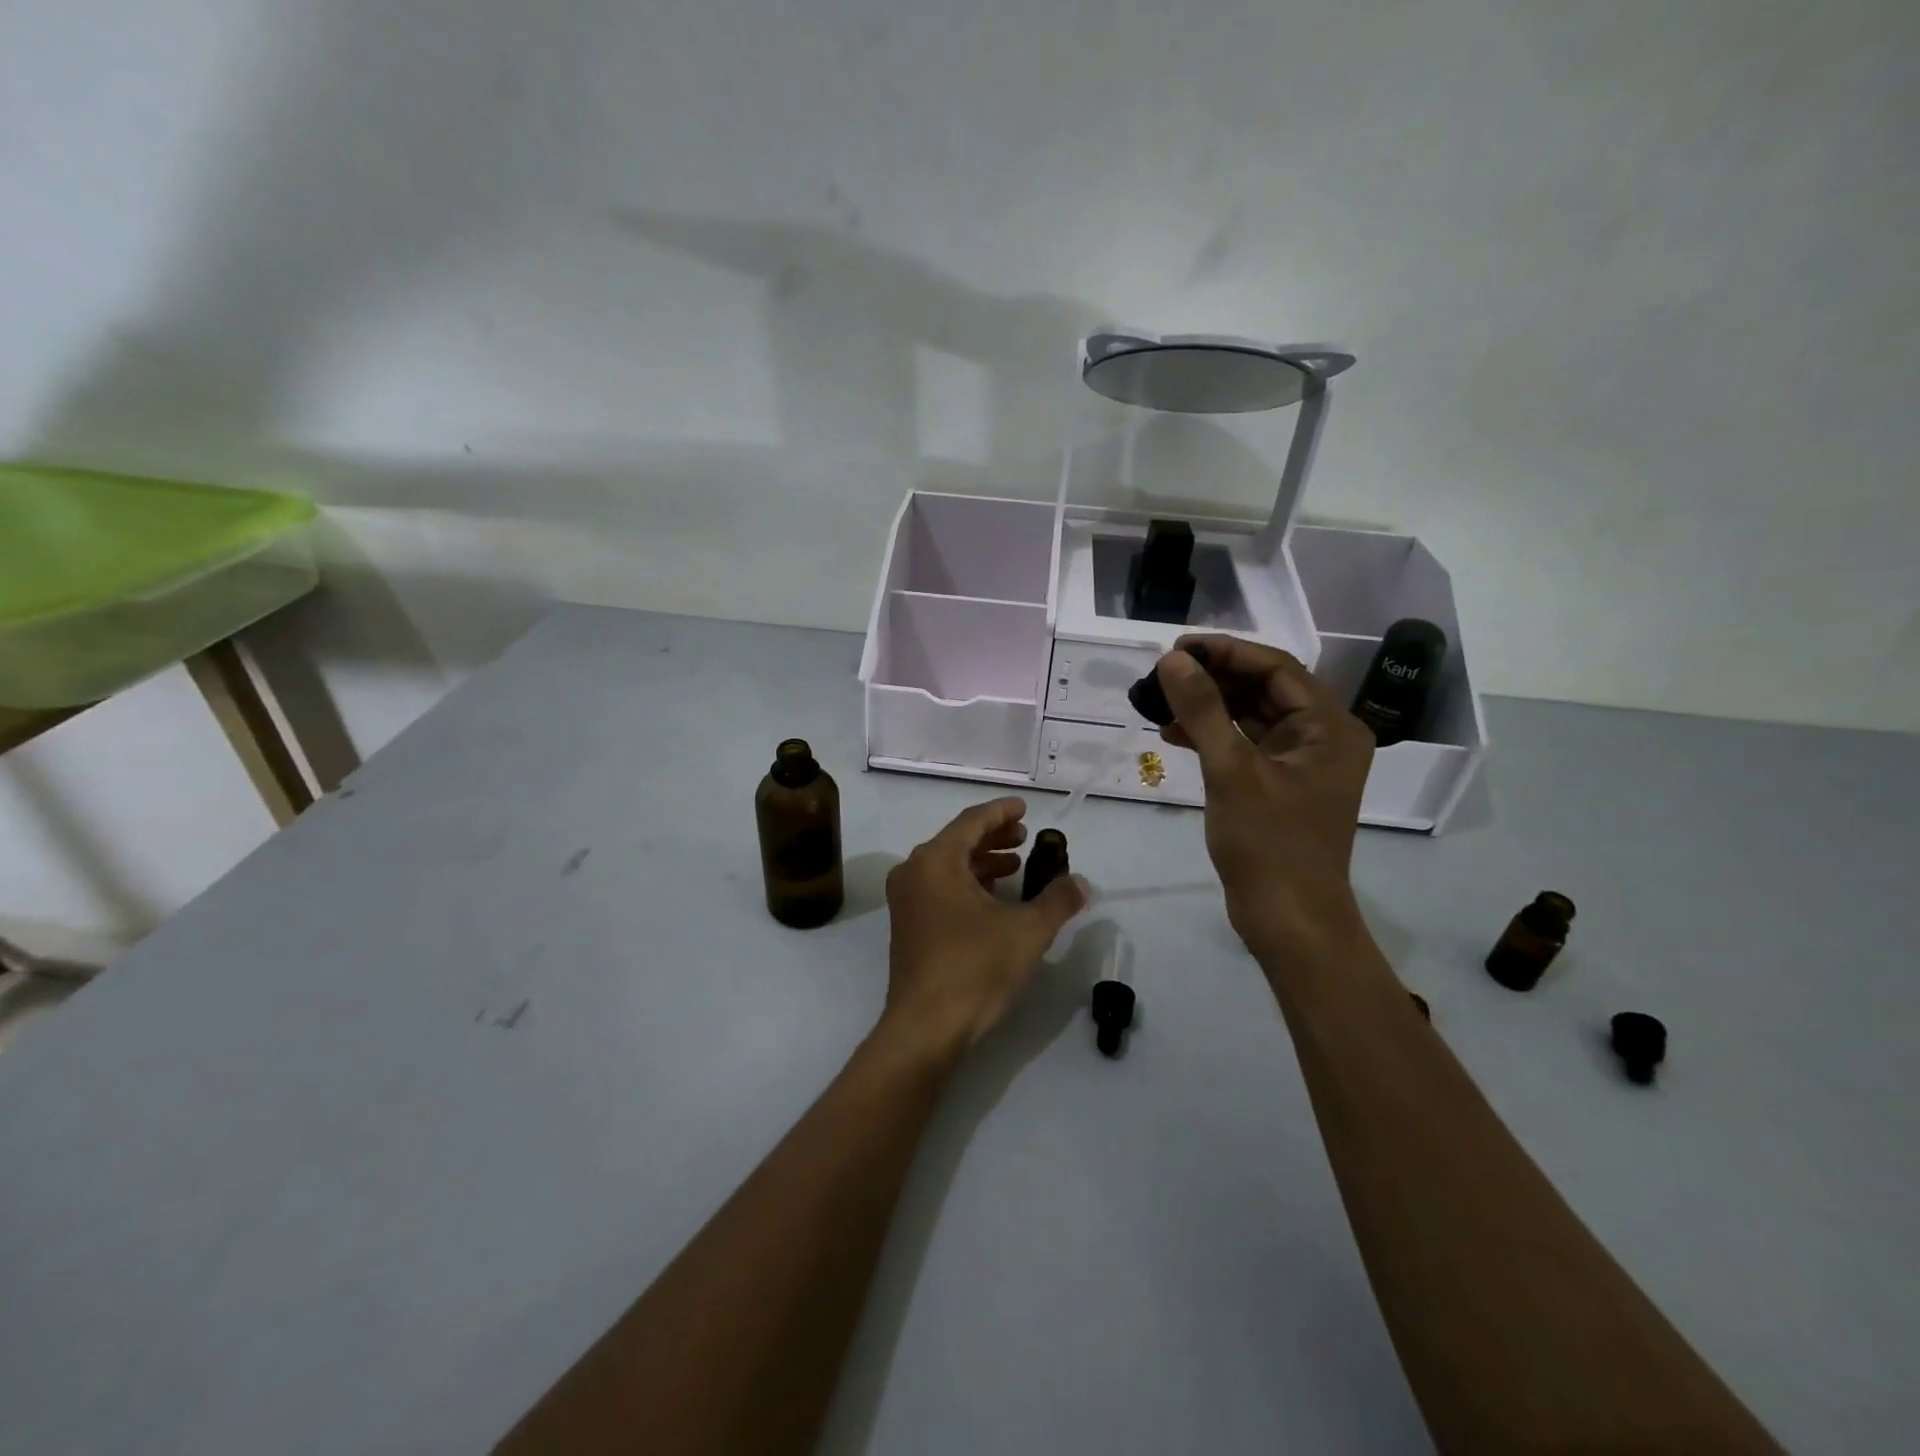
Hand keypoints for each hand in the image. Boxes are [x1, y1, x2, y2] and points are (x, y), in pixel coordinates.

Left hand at [882, 798, 1086, 1057]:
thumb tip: (1080, 883)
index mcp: (936, 861)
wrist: (926, 1027)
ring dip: (982, 863)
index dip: (1001, 812)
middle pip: (957, 841)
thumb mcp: (1027, 931)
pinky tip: (994, 900)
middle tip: (1024, 836)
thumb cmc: (975, 968)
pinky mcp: (908, 927)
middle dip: (993, 837)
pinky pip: (940, 890)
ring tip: (1016, 867)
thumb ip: (1057, 900)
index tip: (1024, 807)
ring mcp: (906, 902)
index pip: (971, 822)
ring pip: (948, 867)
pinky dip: (968, 885)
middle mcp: (913, 873)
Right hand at [1155, 637, 1374, 961]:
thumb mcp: (1232, 771)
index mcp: (1330, 727)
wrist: (1288, 920)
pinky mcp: (1279, 785)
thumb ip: (1203, 710)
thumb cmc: (1269, 844)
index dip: (1226, 652)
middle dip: (1213, 679)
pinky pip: (1244, 745)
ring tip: (1161, 701)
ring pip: (1250, 716)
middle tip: (1163, 674)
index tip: (1177, 647)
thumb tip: (1173, 660)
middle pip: (1264, 689)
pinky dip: (1211, 736)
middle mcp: (1322, 738)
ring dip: (1208, 707)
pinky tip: (1173, 734)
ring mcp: (1300, 763)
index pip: (1277, 668)